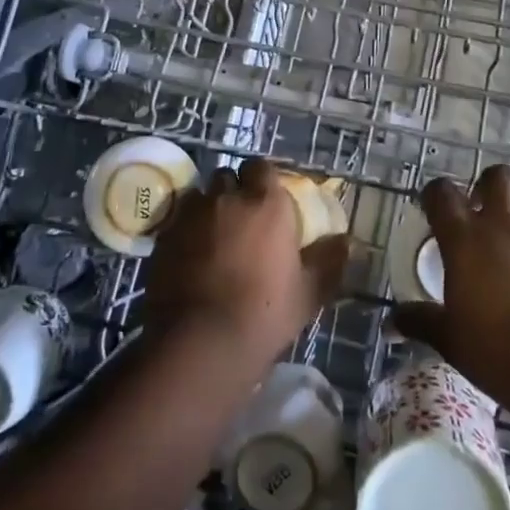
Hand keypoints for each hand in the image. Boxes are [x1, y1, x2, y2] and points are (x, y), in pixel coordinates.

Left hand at [143, 158, 348, 368]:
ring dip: (207, 209)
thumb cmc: (265, 313)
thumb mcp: (309, 292)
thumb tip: (346, 241)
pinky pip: (177, 221)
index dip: (262, 180)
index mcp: (265, 203)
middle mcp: (226, 197)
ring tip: (212, 237)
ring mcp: (190, 215)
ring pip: (200, 197)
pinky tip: (189, 256)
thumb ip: (329, 261)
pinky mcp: (163, 236)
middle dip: (232, 192)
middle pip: (227, 177)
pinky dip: (184, 231)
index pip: (261, 167)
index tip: (266, 200)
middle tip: (240, 219)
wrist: (201, 343)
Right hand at [395, 164, 509, 391]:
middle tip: (479, 215)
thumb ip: (422, 323)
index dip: (435, 196)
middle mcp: (507, 230)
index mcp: (467, 241)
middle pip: (498, 178)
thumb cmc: (501, 352)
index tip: (431, 210)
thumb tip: (392, 322)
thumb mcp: (452, 341)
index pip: (443, 194)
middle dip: (487, 187)